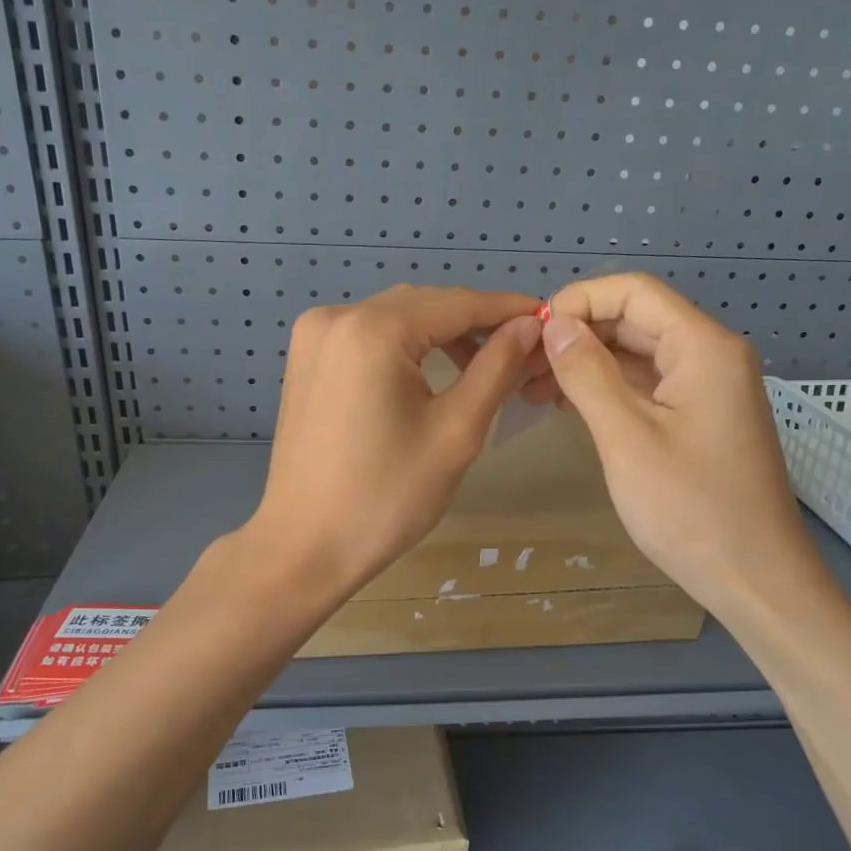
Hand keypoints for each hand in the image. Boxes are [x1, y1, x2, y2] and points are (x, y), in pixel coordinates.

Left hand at [247, 285, 542, 596]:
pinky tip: (429, 371)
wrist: (305, 546)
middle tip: (519, 349)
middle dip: (473, 321)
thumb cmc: (387, 497)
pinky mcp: (305, 358)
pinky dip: (404, 344)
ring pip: (395, 316)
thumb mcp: (456, 432)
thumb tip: (529, 326)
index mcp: (373, 330)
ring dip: (439, 332)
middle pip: (424, 304)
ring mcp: (314, 336)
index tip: (546, 319)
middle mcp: (337, 317)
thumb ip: (496, 368)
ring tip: (481, 363)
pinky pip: (367, 334)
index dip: (506, 309)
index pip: (456, 303)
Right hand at [528, 273, 817, 617]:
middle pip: (635, 319)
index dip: (579, 300)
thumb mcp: (627, 438)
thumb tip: (556, 326)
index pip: (634, 292)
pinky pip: (648, 384)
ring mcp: (709, 387)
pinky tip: (567, 405)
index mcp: (703, 347)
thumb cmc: (691, 510)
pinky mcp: (701, 417)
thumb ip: (587, 374)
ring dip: (587, 363)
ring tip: (533, 388)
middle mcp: (711, 355)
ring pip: (638, 353)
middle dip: (578, 334)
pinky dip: (608, 388)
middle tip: (523, 365)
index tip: (533, 332)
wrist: (756, 580)